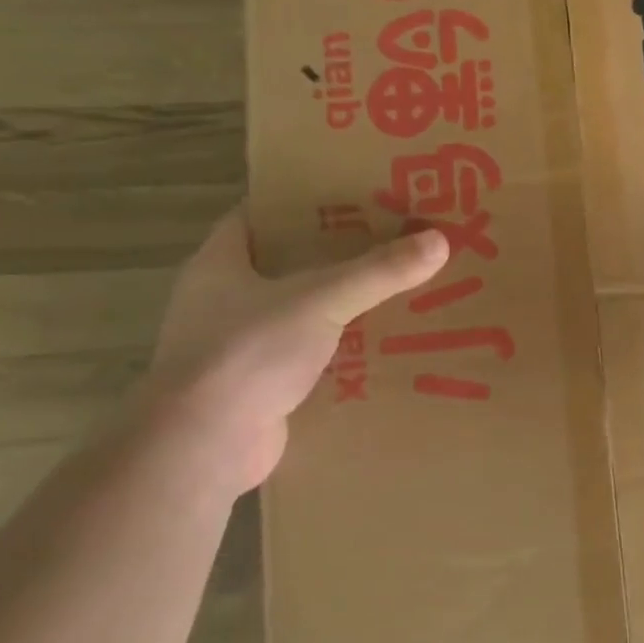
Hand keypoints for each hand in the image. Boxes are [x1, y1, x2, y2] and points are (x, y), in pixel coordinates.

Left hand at [150, 207, 448, 489]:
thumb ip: (378, 272)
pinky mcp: (254, 388)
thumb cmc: (248, 353)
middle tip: (388, 243)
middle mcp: (220, 301)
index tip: (350, 197)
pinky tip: (377, 349)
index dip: (300, 203)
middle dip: (333, 256)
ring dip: (337, 308)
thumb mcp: (320, 301)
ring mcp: (235, 347)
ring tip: (393, 292)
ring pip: (296, 314)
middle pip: (283, 266)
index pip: (257, 216)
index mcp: (219, 264)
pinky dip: (335, 353)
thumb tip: (439, 240)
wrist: (204, 445)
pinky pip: (303, 357)